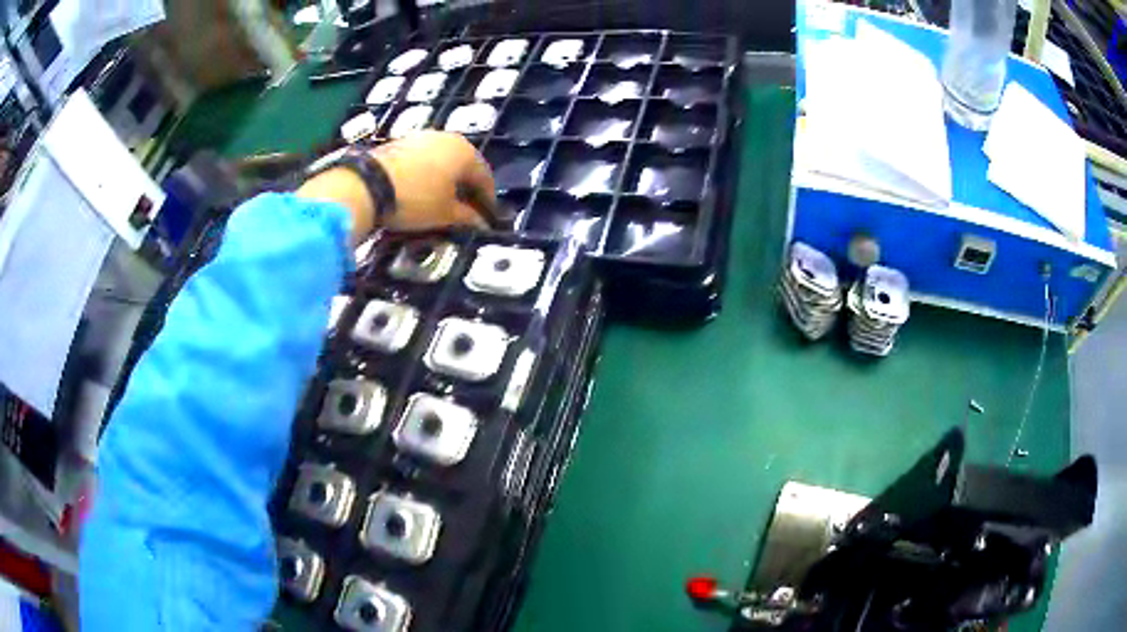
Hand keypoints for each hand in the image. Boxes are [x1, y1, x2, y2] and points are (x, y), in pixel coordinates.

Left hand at [372, 131, 496, 231]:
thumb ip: (467, 217)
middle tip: (467, 209)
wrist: (368, 184)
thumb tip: (481, 222)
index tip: (487, 217)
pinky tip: (422, 189)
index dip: (488, 199)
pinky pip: (423, 159)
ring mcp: (422, 137)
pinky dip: (428, 174)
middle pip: (464, 165)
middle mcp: (447, 138)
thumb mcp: (445, 213)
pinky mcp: (401, 142)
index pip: (485, 177)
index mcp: (465, 152)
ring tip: (443, 199)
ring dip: (446, 179)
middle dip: (467, 187)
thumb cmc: (416, 198)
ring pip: (443, 160)